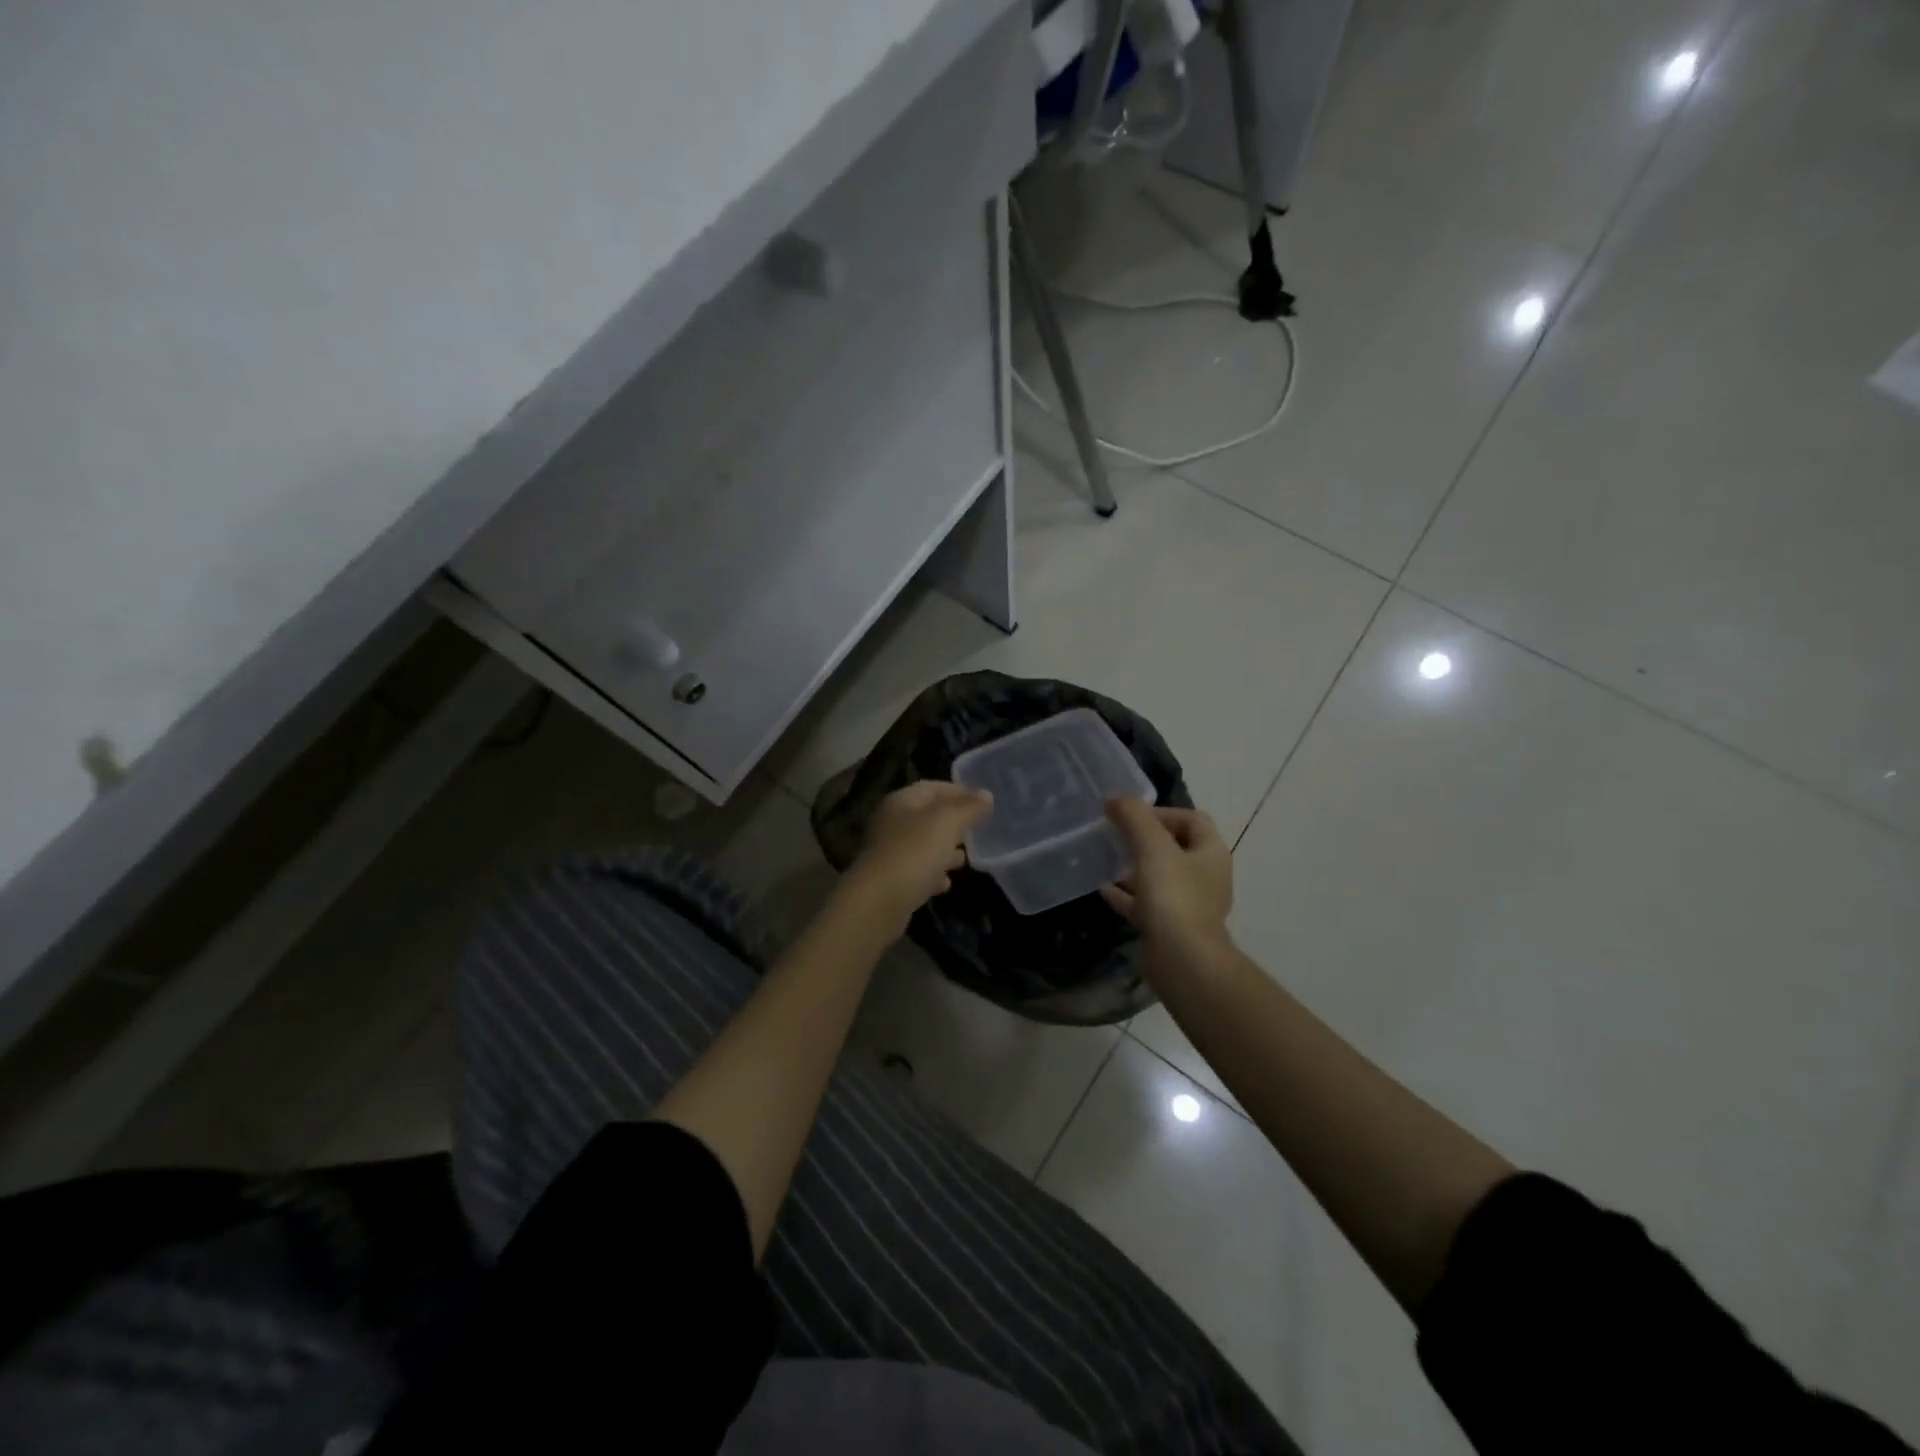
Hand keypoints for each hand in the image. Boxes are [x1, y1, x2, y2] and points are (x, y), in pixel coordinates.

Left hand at [845, 781, 991, 928]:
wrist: (878, 902)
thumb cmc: (914, 852)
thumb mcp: (947, 823)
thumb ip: (968, 808)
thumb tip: (986, 794)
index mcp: (901, 801)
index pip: (932, 788)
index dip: (958, 792)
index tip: (983, 803)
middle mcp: (891, 822)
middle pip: (927, 817)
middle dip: (953, 824)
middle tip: (976, 833)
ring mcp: (888, 852)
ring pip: (922, 845)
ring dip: (943, 851)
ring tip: (963, 860)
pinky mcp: (890, 880)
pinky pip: (916, 871)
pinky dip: (932, 874)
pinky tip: (945, 884)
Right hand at [1101, 796, 1233, 960]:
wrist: (1183, 961)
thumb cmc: (1173, 897)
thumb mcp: (1152, 847)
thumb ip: (1134, 817)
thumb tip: (1116, 798)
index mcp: (1211, 853)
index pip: (1191, 819)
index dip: (1161, 812)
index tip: (1130, 817)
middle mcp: (1206, 876)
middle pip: (1175, 847)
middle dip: (1144, 840)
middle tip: (1116, 837)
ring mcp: (1190, 905)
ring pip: (1160, 877)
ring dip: (1135, 868)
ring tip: (1108, 863)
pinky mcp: (1172, 928)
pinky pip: (1148, 904)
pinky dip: (1128, 895)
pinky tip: (1104, 891)